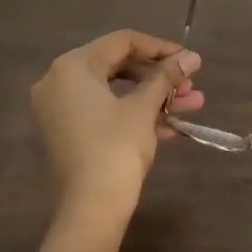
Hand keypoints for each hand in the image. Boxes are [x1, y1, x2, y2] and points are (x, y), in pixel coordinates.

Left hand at [31, 30, 203, 219]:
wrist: (91, 209)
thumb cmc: (116, 148)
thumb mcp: (144, 108)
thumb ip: (167, 76)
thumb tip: (192, 57)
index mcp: (72, 66)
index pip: (122, 42)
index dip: (160, 48)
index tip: (188, 61)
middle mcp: (59, 81)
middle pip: (118, 66)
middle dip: (159, 77)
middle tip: (190, 87)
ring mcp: (61, 109)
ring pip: (115, 92)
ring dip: (154, 98)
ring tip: (193, 106)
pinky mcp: (68, 133)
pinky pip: (105, 113)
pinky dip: (135, 116)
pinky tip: (172, 126)